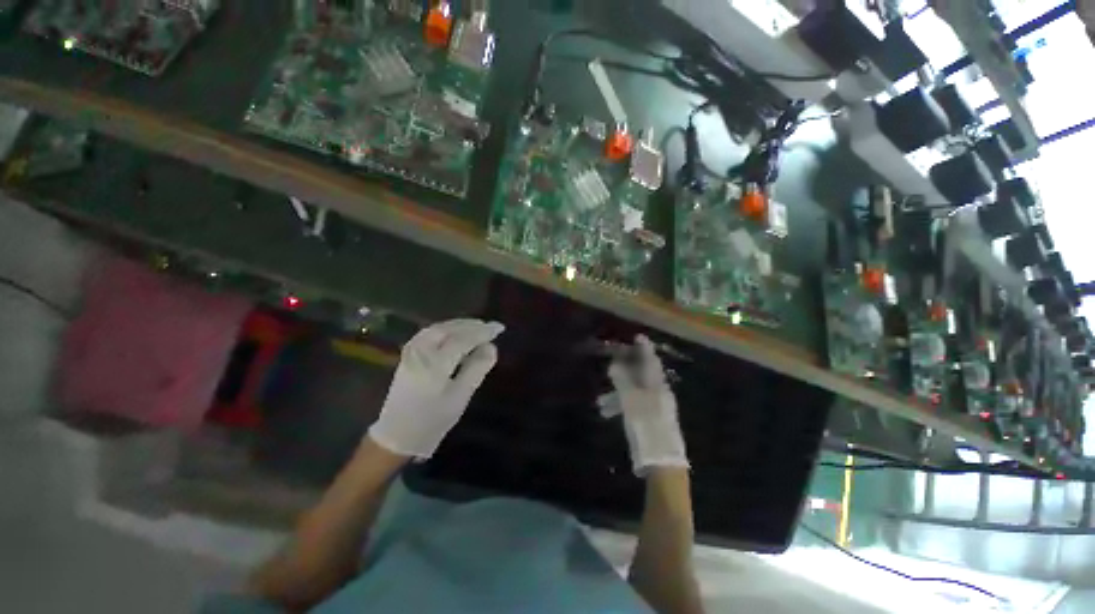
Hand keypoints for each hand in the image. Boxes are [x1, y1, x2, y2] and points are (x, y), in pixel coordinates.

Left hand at [367, 319, 503, 458]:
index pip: (463, 339)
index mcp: (434, 364)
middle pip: (448, 329)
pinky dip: (446, 329)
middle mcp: (420, 352)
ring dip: (459, 326)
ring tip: (477, 328)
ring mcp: (410, 352)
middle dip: (471, 325)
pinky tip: (455, 334)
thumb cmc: (432, 420)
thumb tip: (491, 347)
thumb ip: (476, 369)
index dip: (482, 332)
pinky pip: (429, 333)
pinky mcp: (407, 355)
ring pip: (438, 328)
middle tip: (489, 327)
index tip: (499, 328)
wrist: (396, 436)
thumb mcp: (459, 398)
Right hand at [599, 335, 688, 474]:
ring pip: (634, 392)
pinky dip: (621, 406)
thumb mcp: (631, 400)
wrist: (661, 460)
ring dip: (617, 393)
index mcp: (657, 384)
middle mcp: (658, 392)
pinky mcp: (650, 418)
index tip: (638, 336)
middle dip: (624, 370)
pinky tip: (608, 413)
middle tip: (611, 364)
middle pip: (640, 374)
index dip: (644, 347)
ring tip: (600, 403)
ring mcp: (654, 406)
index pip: (651, 360)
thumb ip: (622, 380)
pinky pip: (633, 405)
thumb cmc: (646, 424)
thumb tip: (615, 364)